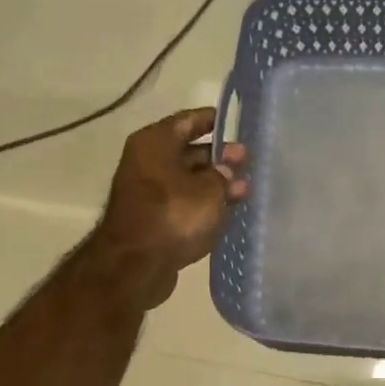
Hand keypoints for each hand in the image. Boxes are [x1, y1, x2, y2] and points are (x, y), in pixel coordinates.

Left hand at [92, 108, 247, 308]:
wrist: (136, 265)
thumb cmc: (172, 215)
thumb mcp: (208, 190)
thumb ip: (223, 175)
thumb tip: (227, 168)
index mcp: (155, 143)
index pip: (188, 121)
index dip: (213, 120)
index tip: (237, 123)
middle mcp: (148, 162)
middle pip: (188, 152)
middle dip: (219, 157)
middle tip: (248, 162)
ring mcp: (149, 193)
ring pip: (188, 180)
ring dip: (215, 184)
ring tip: (244, 190)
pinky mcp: (155, 219)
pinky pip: (184, 203)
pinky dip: (204, 205)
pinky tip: (227, 211)